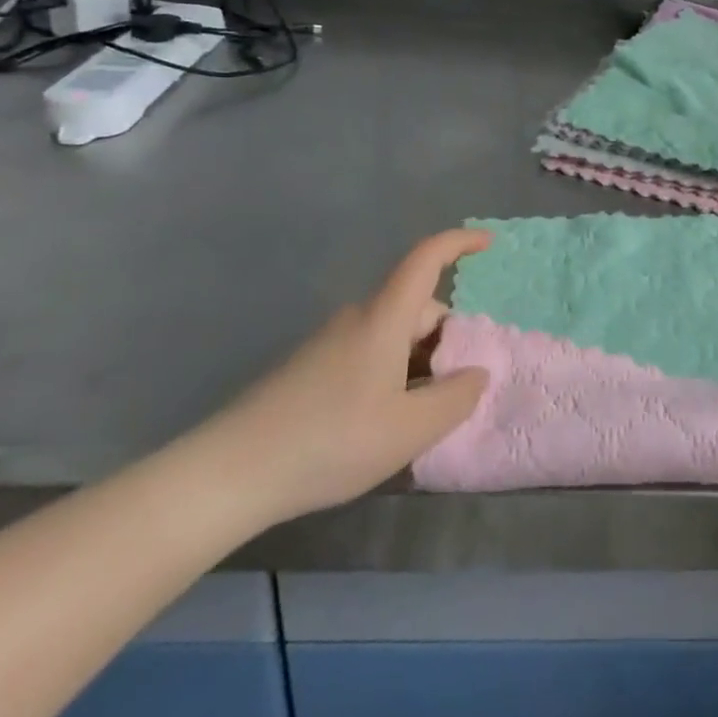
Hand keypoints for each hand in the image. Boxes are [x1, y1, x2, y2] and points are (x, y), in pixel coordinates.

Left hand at [199, 230, 490, 524]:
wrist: (229, 473)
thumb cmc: (330, 441)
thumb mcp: (409, 430)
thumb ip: (455, 398)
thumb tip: (476, 373)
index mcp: (384, 318)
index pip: (426, 258)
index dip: (459, 243)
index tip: (488, 244)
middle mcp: (357, 318)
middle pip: (416, 306)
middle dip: (446, 337)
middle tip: (458, 387)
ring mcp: (330, 342)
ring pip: (393, 334)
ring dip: (418, 361)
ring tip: (420, 416)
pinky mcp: (311, 367)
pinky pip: (369, 353)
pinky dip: (392, 374)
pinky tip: (383, 422)